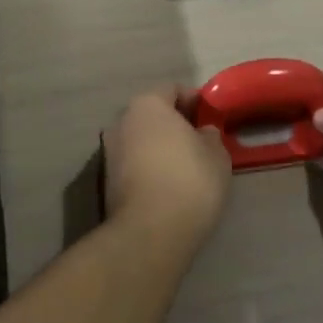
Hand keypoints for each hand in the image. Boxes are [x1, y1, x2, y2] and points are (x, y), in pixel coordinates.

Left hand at [102, 86, 231, 241]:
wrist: (150, 232)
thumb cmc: (189, 180)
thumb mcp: (216, 154)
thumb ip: (210, 136)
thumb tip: (203, 133)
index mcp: (147, 104)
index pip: (173, 90)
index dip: (195, 101)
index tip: (211, 118)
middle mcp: (121, 121)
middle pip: (152, 115)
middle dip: (174, 124)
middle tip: (199, 142)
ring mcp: (109, 152)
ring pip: (141, 140)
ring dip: (159, 148)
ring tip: (185, 167)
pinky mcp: (105, 182)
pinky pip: (134, 164)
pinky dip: (149, 169)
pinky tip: (168, 186)